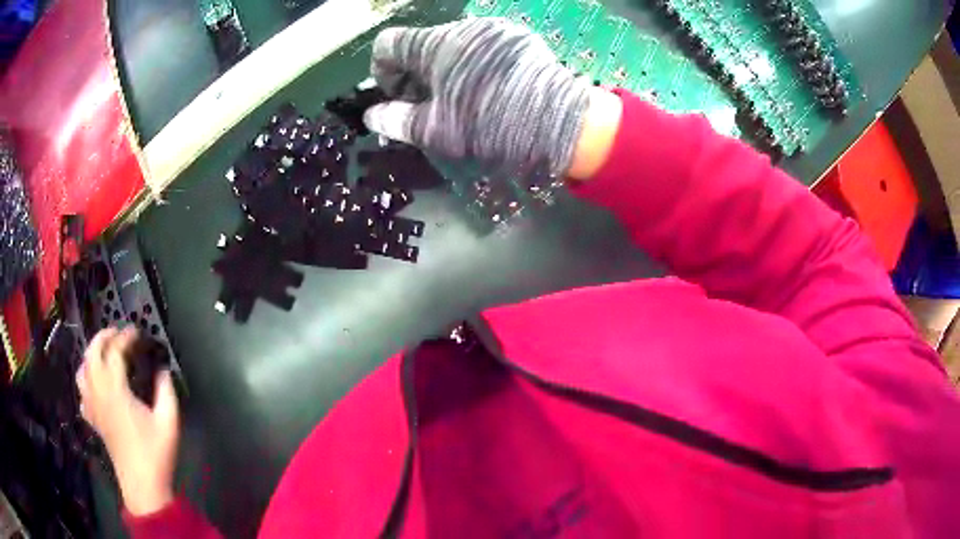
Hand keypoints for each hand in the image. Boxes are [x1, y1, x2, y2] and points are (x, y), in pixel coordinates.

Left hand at [77, 327, 179, 515]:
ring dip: (91, 355)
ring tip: (103, 354)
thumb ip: (166, 390)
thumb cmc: (155, 453)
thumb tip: (162, 370)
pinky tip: (95, 385)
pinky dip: (86, 381)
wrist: (142, 485)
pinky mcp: (93, 419)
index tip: (137, 332)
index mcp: (116, 389)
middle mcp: (99, 392)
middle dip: (103, 337)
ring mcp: (93, 406)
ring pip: (82, 369)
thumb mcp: (169, 421)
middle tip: (117, 333)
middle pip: (92, 353)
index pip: (115, 351)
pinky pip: (82, 392)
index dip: (125, 337)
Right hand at [363, 17, 619, 179]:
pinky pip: (481, 47)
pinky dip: (472, 65)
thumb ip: (396, 121)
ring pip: (452, 46)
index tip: (397, 97)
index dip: (382, 71)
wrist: (561, 124)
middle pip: (421, 45)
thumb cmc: (491, 126)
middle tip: (428, 107)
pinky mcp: (517, 38)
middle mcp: (463, 27)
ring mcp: (494, 30)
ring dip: (444, 71)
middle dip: (414, 75)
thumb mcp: (437, 131)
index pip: (388, 44)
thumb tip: (372, 117)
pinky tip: (488, 89)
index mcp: (436, 44)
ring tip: (461, 101)